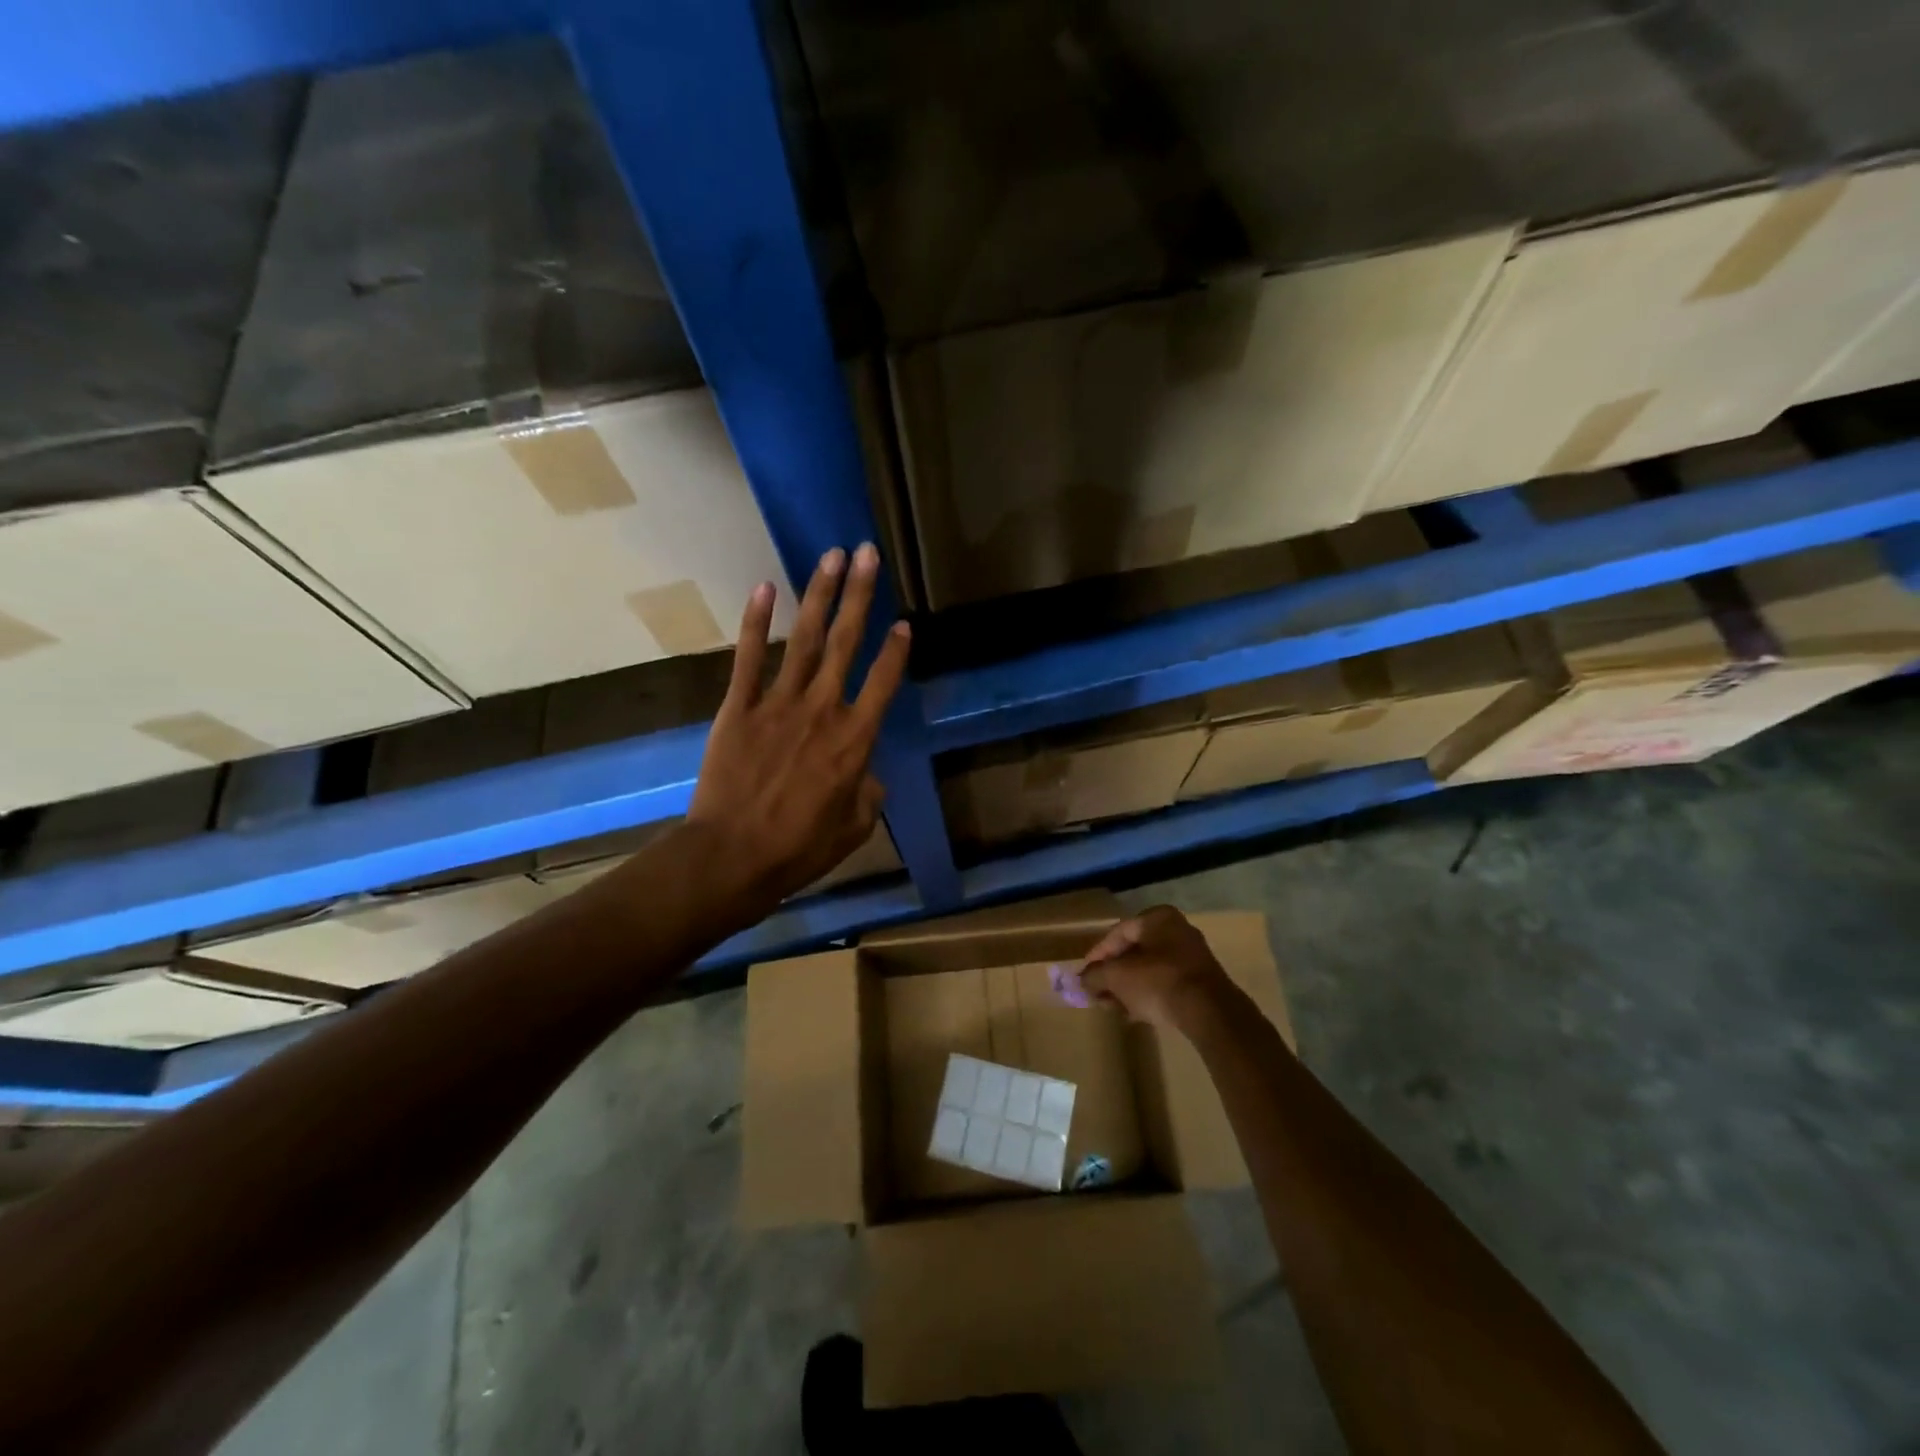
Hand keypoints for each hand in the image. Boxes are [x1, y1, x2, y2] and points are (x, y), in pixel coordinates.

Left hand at [686, 543, 909, 906]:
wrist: (732, 857)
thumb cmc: (799, 848)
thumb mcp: (853, 829)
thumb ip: (868, 793)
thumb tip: (866, 774)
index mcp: (855, 740)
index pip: (884, 682)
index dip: (896, 650)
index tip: (904, 621)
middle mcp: (822, 710)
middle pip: (846, 643)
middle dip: (860, 595)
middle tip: (867, 554)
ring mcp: (778, 703)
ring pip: (803, 639)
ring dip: (819, 595)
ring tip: (831, 556)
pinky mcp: (738, 707)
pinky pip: (748, 658)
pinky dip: (755, 621)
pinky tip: (763, 586)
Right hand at [1066, 906, 1240, 1034]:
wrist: (1209, 1013)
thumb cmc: (1157, 981)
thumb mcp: (1116, 977)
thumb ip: (1095, 976)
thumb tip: (1082, 980)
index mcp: (1158, 918)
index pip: (1118, 932)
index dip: (1097, 954)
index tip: (1084, 973)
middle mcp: (1177, 930)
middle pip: (1134, 952)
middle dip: (1112, 975)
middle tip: (1096, 992)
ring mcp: (1192, 957)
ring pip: (1149, 970)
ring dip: (1127, 988)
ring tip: (1111, 1007)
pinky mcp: (1200, 982)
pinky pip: (1165, 983)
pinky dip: (1147, 995)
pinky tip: (1133, 1014)